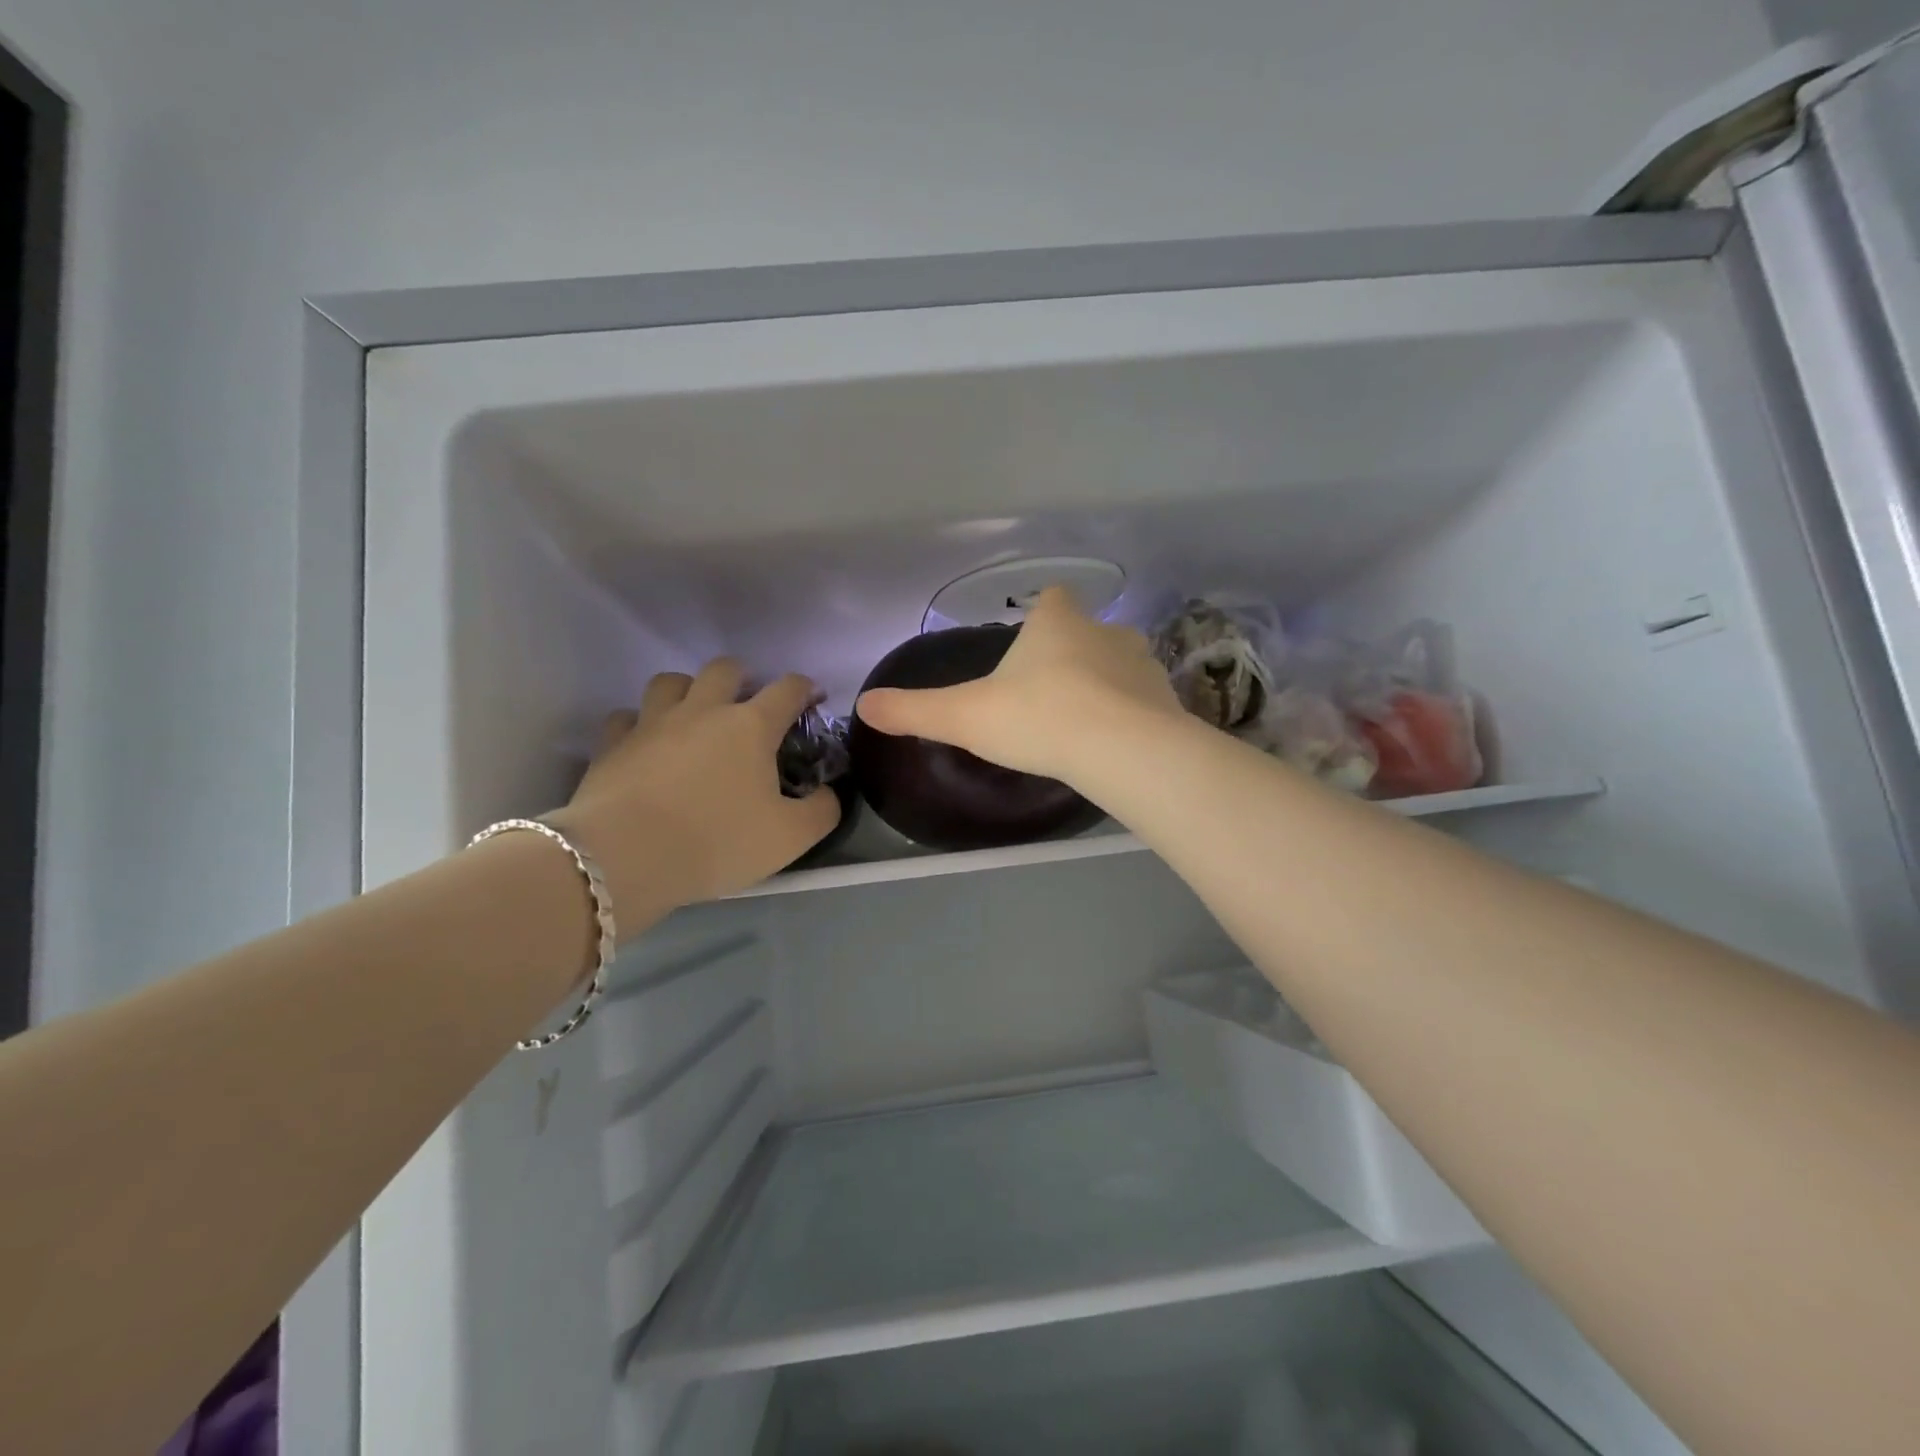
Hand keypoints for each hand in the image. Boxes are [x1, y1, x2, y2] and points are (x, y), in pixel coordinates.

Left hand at [549, 661, 841, 915]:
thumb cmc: (717, 842)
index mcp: (751, 726)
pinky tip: (646, 744)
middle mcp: (703, 710)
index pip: (788, 688)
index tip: (812, 699)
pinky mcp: (613, 743)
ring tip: (695, 716)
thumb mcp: (791, 837)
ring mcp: (653, 722)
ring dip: (689, 690)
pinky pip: (627, 717)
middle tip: (749, 706)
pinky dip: (641, 723)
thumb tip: (828, 793)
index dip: (805, 688)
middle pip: (725, 669)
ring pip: (671, 681)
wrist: (624, 858)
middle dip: (743, 678)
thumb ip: (822, 810)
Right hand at [855, 586, 1186, 786]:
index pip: (1052, 599)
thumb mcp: (964, 716)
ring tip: (1084, 719)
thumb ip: (914, 710)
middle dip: (1072, 653)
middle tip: (1049, 691)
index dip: (1042, 614)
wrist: (1119, 750)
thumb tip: (864, 704)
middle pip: (1088, 631)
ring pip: (1120, 664)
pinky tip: (1114, 743)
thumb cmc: (1037, 718)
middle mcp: (1104, 631)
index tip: (1032, 637)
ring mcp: (1141, 664)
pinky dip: (1131, 714)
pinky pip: (1144, 701)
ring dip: (1105, 683)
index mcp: (1056, 623)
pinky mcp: (1167, 701)